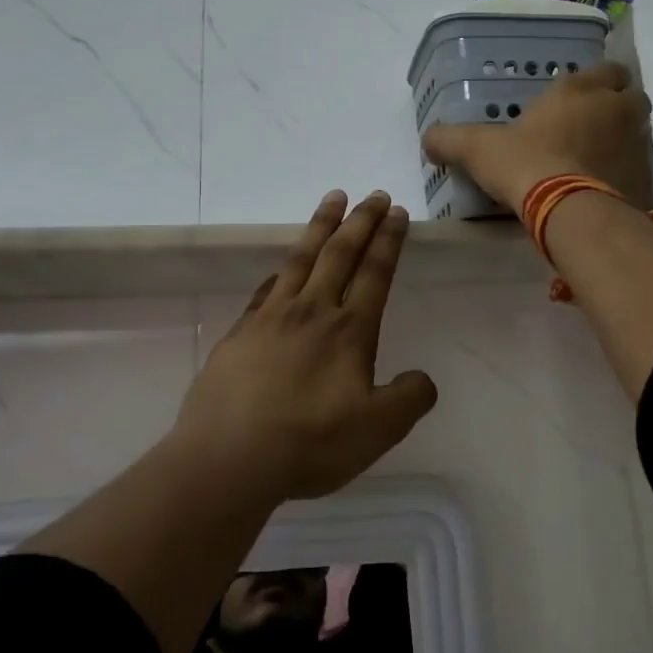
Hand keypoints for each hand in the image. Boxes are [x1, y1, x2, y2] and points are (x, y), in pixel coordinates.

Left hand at [172, 189, 438, 500]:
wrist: (229, 457)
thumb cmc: (310, 442)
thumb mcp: (378, 430)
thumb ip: (408, 399)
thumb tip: (423, 379)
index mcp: (349, 330)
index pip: (374, 273)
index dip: (388, 241)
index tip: (396, 212)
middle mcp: (311, 312)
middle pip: (340, 254)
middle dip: (361, 221)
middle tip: (374, 195)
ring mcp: (270, 318)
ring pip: (300, 259)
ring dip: (320, 226)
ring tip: (333, 199)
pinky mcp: (239, 333)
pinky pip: (265, 289)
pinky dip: (279, 270)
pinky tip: (280, 268)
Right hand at [422, 61, 652, 211]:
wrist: (569, 212)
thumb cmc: (525, 165)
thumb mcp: (478, 149)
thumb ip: (450, 139)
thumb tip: (427, 139)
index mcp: (580, 90)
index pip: (609, 68)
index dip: (600, 79)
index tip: (582, 96)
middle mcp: (616, 109)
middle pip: (633, 97)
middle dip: (618, 107)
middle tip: (592, 126)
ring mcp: (636, 144)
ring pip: (640, 132)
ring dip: (624, 139)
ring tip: (596, 160)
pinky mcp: (645, 179)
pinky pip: (640, 169)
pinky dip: (627, 174)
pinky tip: (604, 189)